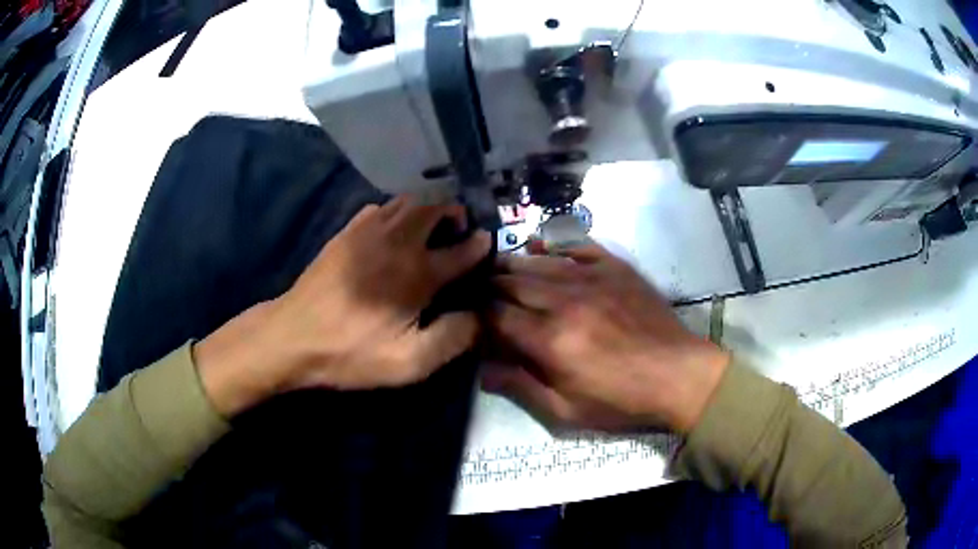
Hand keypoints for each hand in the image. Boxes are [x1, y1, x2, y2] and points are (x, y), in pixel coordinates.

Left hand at [195, 197, 491, 416]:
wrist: (292, 337)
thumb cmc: (351, 353)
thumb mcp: (409, 363)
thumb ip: (452, 338)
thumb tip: (479, 316)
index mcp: (417, 273)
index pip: (462, 249)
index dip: (479, 246)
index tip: (486, 244)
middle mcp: (397, 242)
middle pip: (435, 208)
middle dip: (453, 212)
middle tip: (459, 229)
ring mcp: (368, 231)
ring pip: (407, 201)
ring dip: (426, 208)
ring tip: (430, 227)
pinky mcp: (346, 232)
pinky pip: (379, 208)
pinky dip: (396, 211)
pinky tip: (393, 231)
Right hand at [484, 240, 729, 432]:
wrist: (679, 376)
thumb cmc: (622, 401)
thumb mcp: (567, 411)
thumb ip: (521, 387)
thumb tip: (482, 370)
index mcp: (550, 341)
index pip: (495, 316)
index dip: (476, 315)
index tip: (469, 317)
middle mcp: (565, 301)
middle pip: (511, 282)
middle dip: (489, 285)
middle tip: (477, 289)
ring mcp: (592, 278)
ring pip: (538, 261)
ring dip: (513, 263)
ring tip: (497, 266)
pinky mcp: (615, 267)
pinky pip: (576, 246)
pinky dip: (554, 246)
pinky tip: (541, 247)